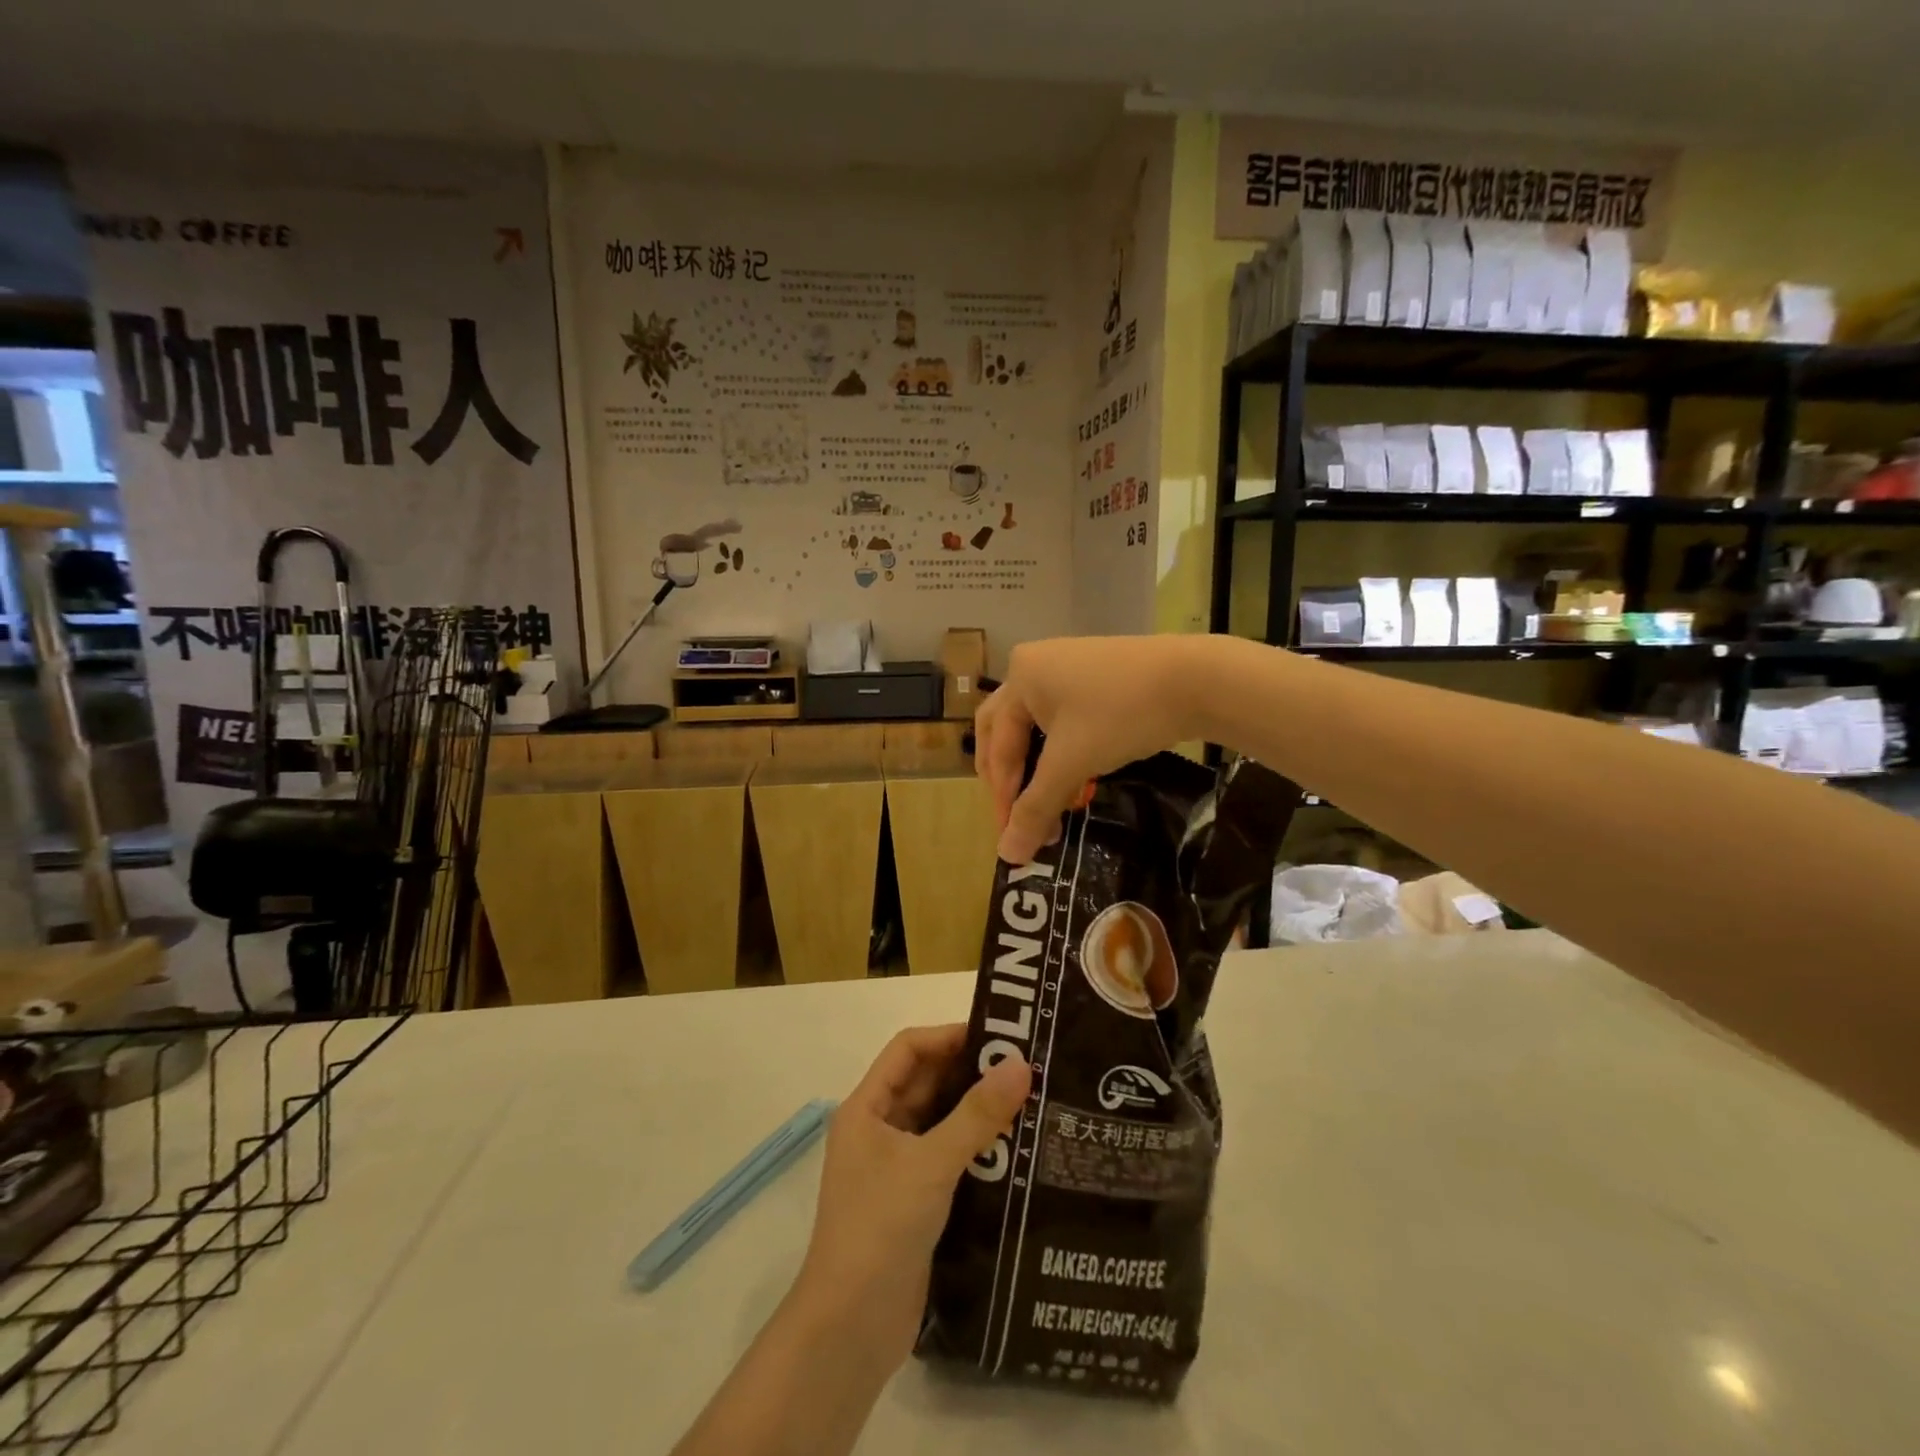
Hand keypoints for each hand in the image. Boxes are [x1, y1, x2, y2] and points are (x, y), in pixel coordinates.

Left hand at [793, 1025, 1029, 1373]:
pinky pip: (947, 1157)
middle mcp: (878, 1130)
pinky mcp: (913, 1201)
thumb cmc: (879, 1229)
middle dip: (970, 1072)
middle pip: (926, 1083)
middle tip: (1025, 1066)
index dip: (949, 1036)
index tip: (998, 1036)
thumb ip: (976, 1115)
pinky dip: (976, 1148)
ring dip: (977, 1111)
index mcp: (867, 1108)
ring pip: (940, 1121)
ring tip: (1029, 1101)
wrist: (850, 1331)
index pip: (909, 1049)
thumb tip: (1021, 1064)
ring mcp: (894, 1167)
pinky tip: (1015, 1149)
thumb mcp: (931, 1164)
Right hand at [976, 635, 1205, 862]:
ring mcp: (1067, 667)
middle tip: (1013, 815)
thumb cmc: (1120, 714)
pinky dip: (1060, 753)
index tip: (1013, 838)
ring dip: (1036, 768)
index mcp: (1019, 677)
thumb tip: (1007, 856)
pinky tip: (1073, 776)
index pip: (998, 746)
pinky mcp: (1096, 677)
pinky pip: (1063, 720)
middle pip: (1004, 730)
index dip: (1002, 796)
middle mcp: (1034, 666)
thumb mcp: (1072, 762)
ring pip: (1036, 727)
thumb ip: (1036, 808)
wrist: (1196, 679)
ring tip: (1046, 803)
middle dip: (1007, 777)